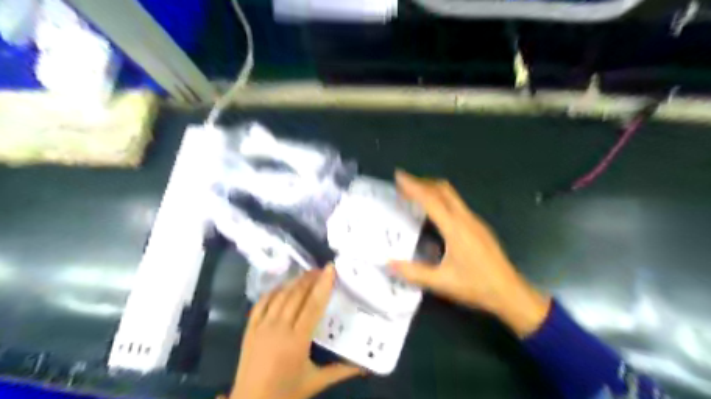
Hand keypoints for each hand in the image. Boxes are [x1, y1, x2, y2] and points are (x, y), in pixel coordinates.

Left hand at [231, 266, 361, 398]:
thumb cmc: (286, 393)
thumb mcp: (316, 382)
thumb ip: (341, 371)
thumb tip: (365, 367)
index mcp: (297, 341)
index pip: (313, 305)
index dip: (323, 284)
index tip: (331, 269)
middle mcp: (279, 328)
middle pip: (297, 295)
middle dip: (311, 278)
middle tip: (323, 269)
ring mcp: (261, 326)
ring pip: (280, 295)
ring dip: (295, 281)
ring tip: (307, 274)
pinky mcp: (249, 328)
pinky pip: (261, 302)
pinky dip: (274, 291)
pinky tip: (283, 286)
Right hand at [389, 171, 549, 336]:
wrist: (511, 293)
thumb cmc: (477, 286)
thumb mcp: (442, 283)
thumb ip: (414, 273)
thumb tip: (388, 264)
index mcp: (455, 229)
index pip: (431, 200)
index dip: (413, 186)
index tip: (399, 176)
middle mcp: (466, 219)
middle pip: (443, 189)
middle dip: (422, 182)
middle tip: (404, 184)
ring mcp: (475, 221)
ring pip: (452, 195)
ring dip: (432, 190)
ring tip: (415, 196)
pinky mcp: (479, 227)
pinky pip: (457, 204)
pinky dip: (441, 200)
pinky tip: (434, 214)